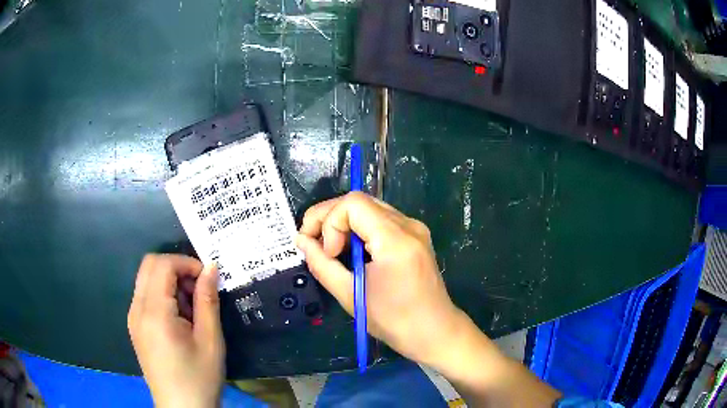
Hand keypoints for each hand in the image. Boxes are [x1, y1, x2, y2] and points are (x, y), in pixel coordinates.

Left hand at [128, 254, 224, 407]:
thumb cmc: (199, 377)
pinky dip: (162, 295)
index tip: (207, 279)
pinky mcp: (135, 327)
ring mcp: (133, 318)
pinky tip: (178, 318)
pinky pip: (145, 296)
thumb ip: (208, 300)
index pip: (162, 264)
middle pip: (150, 265)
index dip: (186, 263)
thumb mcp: (210, 340)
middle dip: (176, 268)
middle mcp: (137, 309)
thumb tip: (211, 267)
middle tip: (198, 291)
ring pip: (146, 279)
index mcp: (154, 312)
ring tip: (191, 308)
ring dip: (169, 282)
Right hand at [297, 192, 465, 365]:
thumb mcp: (349, 294)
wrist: (434, 332)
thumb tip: (302, 241)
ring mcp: (414, 228)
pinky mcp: (414, 236)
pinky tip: (351, 251)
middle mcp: (408, 225)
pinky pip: (379, 220)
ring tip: (332, 250)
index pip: (352, 204)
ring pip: (368, 208)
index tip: (328, 253)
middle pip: (359, 201)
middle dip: (329, 218)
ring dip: (343, 224)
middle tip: (315, 244)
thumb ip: (321, 264)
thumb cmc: (394, 321)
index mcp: (396, 239)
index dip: (329, 222)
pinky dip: (358, 230)